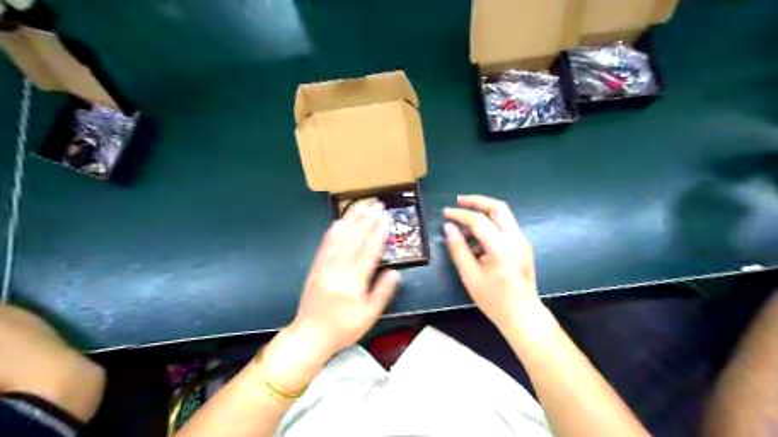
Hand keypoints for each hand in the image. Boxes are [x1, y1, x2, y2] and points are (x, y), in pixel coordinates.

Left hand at [291, 202, 399, 360]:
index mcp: (353, 285)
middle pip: (354, 241)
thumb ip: (382, 293)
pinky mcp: (315, 268)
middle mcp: (338, 272)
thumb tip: (395, 272)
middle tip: (377, 205)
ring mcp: (324, 268)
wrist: (310, 336)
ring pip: (339, 239)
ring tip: (361, 206)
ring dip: (350, 220)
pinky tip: (339, 221)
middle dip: (367, 221)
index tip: (385, 219)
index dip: (378, 234)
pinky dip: (333, 232)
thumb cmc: (344, 329)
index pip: (368, 253)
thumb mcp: (369, 316)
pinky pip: (324, 246)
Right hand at [440, 194, 541, 329]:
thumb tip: (448, 227)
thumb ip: (458, 249)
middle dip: (477, 201)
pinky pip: (505, 226)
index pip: (479, 221)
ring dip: (483, 213)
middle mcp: (516, 239)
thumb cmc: (494, 299)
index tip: (445, 213)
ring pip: (503, 215)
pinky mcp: (523, 245)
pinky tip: (476, 238)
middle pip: (498, 207)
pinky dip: (490, 224)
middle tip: (459, 202)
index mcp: (502, 248)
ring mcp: (522, 241)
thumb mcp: (470, 276)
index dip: (460, 214)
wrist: (523, 314)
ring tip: (464, 225)